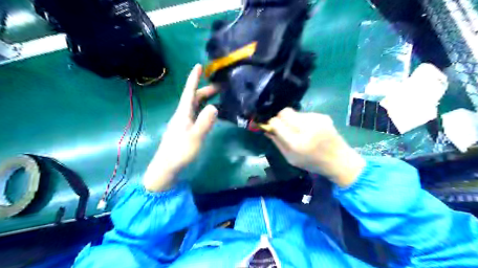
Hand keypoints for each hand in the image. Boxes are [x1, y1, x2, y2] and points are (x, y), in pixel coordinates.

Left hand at [143, 64, 217, 190]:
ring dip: (205, 100)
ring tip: (218, 98)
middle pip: (194, 98)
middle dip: (205, 90)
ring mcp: (183, 123)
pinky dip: (204, 110)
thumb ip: (205, 123)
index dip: (193, 79)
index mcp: (183, 113)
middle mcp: (182, 115)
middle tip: (221, 88)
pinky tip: (211, 113)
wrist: (167, 168)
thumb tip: (214, 107)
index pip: (189, 92)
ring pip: (195, 106)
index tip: (198, 66)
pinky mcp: (185, 130)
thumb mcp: (195, 138)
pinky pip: (196, 114)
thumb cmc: (180, 152)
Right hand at [268, 108, 363, 187]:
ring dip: (292, 119)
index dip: (271, 123)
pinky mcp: (323, 116)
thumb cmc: (312, 163)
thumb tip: (267, 129)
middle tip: (282, 125)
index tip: (271, 126)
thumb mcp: (290, 158)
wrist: (339, 160)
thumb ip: (277, 142)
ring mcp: (316, 120)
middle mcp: (306, 128)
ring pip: (295, 112)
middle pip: (284, 112)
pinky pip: (305, 114)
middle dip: (280, 117)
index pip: (276, 123)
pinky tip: (309, 129)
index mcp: (296, 142)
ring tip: (298, 130)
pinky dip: (303, 120)